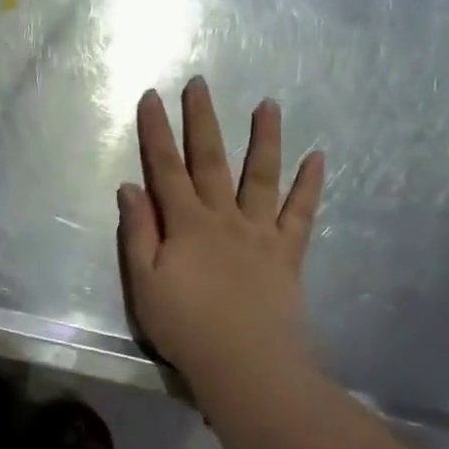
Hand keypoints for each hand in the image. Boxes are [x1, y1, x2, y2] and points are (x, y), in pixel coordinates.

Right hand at [118, 77, 324, 392]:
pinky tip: (318, 157)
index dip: (156, 131)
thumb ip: (139, 232)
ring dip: (265, 138)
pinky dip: (310, 184)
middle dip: (202, 119)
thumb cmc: (186, 327)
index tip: (152, 97)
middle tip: (200, 83)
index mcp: (186, 223)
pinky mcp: (288, 253)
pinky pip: (301, 213)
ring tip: (269, 104)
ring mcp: (260, 232)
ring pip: (261, 176)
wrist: (246, 364)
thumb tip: (130, 186)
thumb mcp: (144, 283)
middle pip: (210, 159)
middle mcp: (224, 217)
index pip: (165, 168)